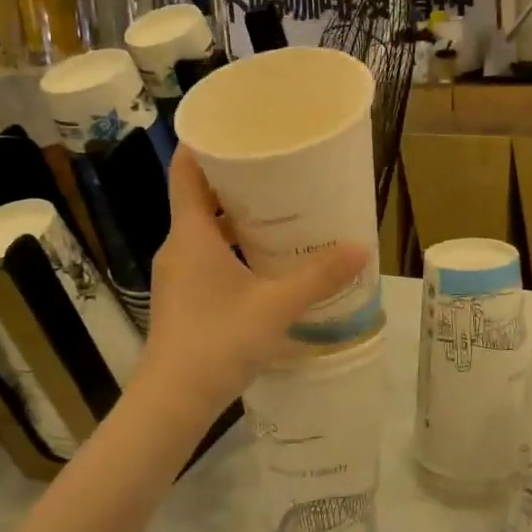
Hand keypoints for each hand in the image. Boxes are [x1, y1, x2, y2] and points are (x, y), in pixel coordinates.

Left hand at [135, 149, 367, 428]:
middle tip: (279, 168)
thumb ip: (318, 277)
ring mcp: (178, 275)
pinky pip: (208, 256)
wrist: (171, 403)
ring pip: (206, 230)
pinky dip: (233, 247)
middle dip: (236, 180)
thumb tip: (360, 247)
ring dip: (237, 218)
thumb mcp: (274, 306)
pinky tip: (266, 261)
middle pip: (201, 197)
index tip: (238, 127)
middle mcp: (179, 247)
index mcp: (191, 234)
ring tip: (281, 211)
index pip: (186, 171)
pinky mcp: (184, 299)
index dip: (206, 144)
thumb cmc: (217, 342)